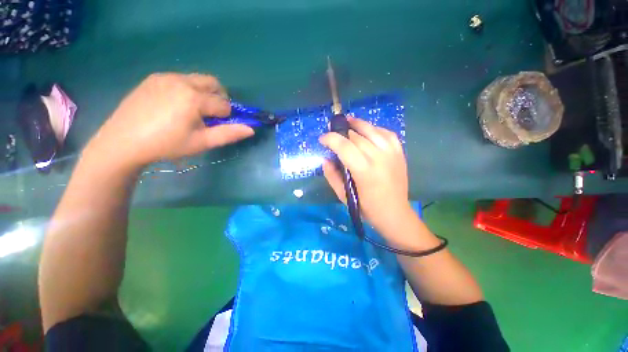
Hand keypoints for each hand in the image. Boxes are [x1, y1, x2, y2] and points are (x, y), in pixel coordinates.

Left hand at [86, 73, 253, 168]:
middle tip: (210, 115)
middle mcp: (181, 81)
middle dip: (219, 98)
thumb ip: (228, 134)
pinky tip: (176, 105)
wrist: (123, 141)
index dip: (225, 117)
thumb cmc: (166, 145)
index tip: (215, 127)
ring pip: (198, 79)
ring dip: (204, 93)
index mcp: (194, 98)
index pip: (224, 104)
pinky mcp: (154, 78)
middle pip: (214, 83)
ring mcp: (165, 76)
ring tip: (193, 110)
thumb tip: (251, 129)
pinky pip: (181, 79)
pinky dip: (188, 89)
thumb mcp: (201, 143)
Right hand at [320, 117, 414, 238]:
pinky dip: (376, 129)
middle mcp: (379, 158)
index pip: (344, 146)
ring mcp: (392, 154)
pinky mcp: (399, 153)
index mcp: (364, 171)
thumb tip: (325, 159)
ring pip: (372, 130)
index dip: (331, 139)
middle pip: (357, 137)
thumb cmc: (366, 208)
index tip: (322, 139)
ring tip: (348, 121)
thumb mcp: (343, 196)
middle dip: (341, 133)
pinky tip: (368, 130)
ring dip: (358, 124)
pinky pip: (387, 134)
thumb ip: (332, 176)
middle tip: (333, 135)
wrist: (395, 213)